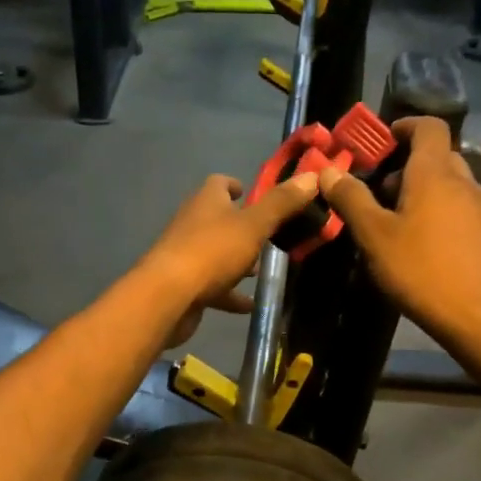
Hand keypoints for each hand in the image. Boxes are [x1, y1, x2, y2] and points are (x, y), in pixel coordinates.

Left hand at [140, 171, 319, 344]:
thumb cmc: (211, 252)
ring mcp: (186, 256)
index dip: (235, 185)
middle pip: (218, 219)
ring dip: (237, 260)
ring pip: (216, 253)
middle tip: (269, 235)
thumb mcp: (253, 225)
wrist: (168, 297)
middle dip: (241, 226)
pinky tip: (250, 304)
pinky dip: (231, 293)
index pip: (219, 183)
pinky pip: (213, 286)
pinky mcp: (185, 286)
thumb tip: (312, 176)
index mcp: (206, 201)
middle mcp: (193, 224)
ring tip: (262, 270)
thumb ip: (282, 203)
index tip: (250, 192)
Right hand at [316, 117, 480, 342]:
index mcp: (434, 172)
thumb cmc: (421, 270)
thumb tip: (329, 171)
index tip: (381, 142)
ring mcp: (479, 208)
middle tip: (378, 191)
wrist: (478, 315)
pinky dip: (436, 211)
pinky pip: (457, 207)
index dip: (404, 126)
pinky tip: (419, 244)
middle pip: (436, 155)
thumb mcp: (374, 236)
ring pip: (448, 183)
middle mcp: (462, 181)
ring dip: (421, 190)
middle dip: (406, 165)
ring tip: (394, 221)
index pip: (428, 126)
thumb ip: (351, 199)